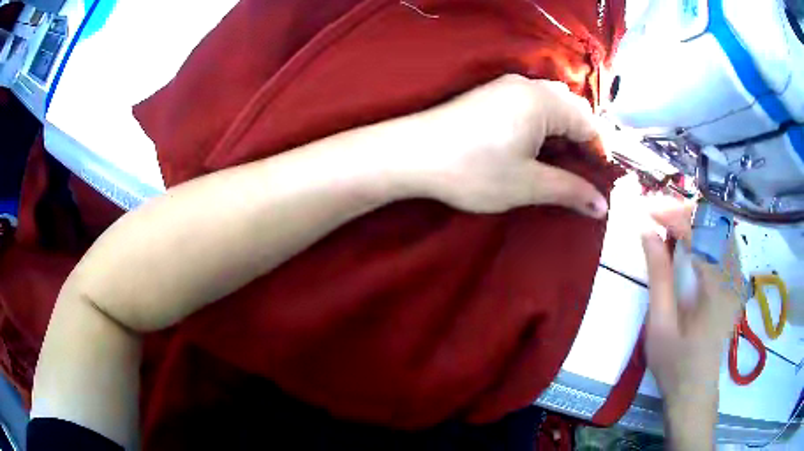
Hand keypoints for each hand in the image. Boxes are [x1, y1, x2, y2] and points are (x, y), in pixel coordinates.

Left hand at [402, 75, 608, 216]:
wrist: (411, 154)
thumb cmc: (473, 170)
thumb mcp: (528, 185)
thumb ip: (570, 190)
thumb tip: (602, 206)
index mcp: (544, 101)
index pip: (589, 123)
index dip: (599, 151)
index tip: (600, 179)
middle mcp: (528, 85)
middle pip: (572, 109)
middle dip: (583, 140)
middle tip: (582, 172)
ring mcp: (506, 86)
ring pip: (551, 104)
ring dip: (563, 131)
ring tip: (560, 162)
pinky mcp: (490, 93)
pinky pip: (531, 103)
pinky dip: (543, 124)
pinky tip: (534, 146)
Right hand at [641, 199, 742, 446]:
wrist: (695, 391)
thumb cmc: (675, 364)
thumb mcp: (660, 326)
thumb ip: (659, 276)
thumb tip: (648, 232)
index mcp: (717, 288)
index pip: (700, 232)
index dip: (674, 214)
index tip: (648, 208)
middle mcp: (733, 275)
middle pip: (715, 222)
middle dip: (686, 209)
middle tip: (658, 211)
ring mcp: (738, 278)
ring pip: (721, 228)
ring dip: (696, 218)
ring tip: (671, 220)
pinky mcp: (736, 282)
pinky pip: (724, 242)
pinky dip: (706, 231)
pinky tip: (691, 238)